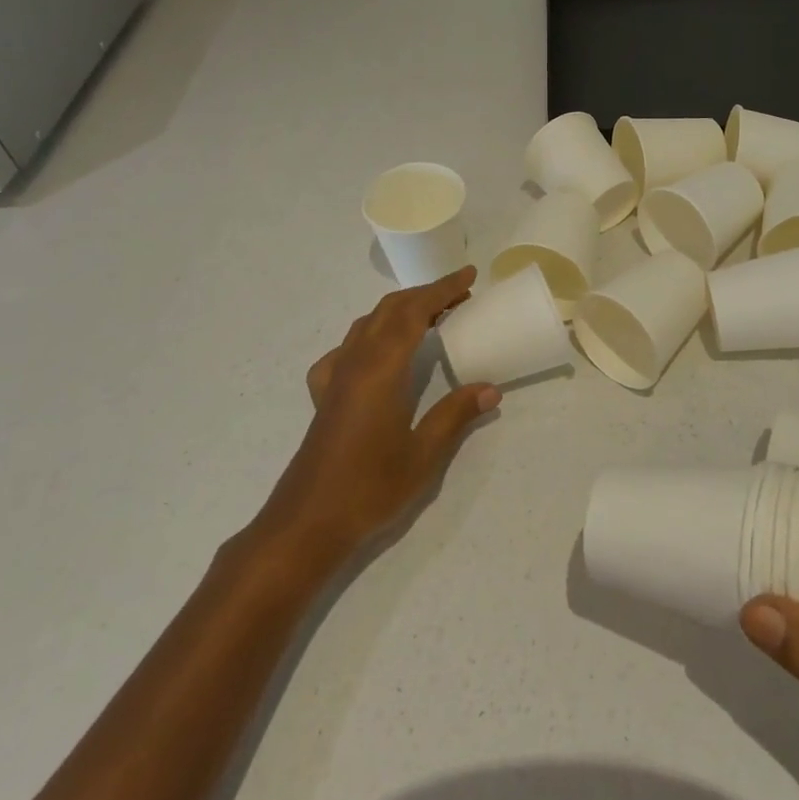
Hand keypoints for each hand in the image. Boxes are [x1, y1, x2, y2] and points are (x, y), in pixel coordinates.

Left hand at [255, 268, 500, 566]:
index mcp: (381, 370)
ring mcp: (335, 377)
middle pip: (389, 310)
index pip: (414, 313)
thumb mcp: (423, 455)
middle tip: (459, 295)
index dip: (442, 290)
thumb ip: (455, 415)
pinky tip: (377, 356)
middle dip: (424, 295)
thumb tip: (490, 389)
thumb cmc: (369, 488)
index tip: (468, 276)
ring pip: (367, 324)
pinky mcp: (324, 395)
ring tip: (430, 317)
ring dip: (399, 311)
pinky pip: (346, 349)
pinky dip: (370, 336)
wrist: (307, 523)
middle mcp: (355, 363)